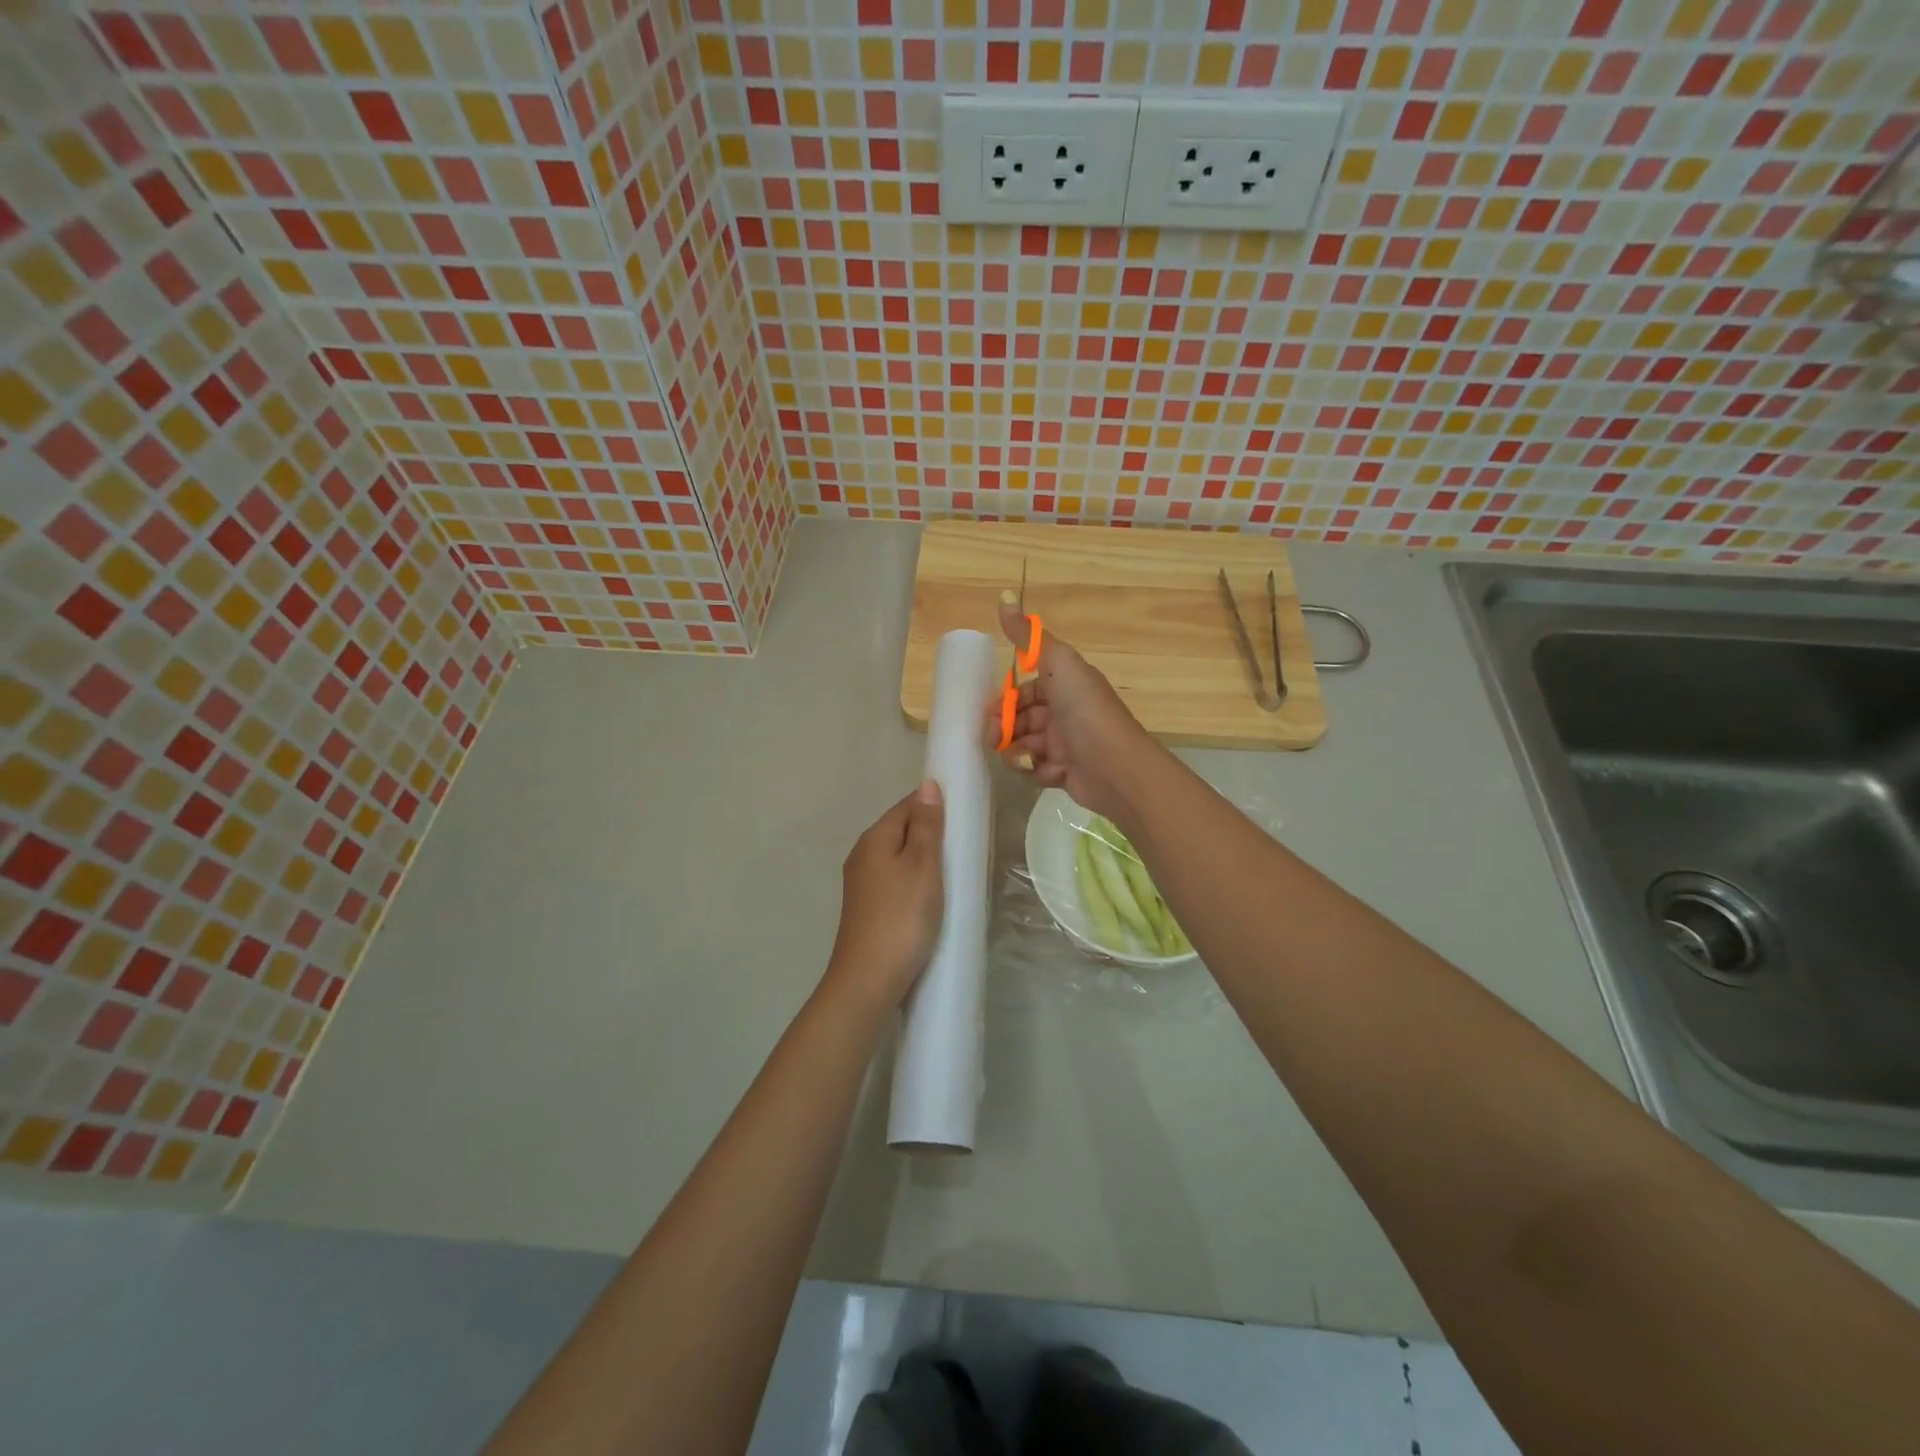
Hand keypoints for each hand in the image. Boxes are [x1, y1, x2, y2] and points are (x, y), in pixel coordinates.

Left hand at [820, 781, 945, 1013]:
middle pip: (901, 830)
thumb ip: (926, 825)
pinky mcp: (868, 909)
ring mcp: (862, 884)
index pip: (907, 805)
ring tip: (954, 872)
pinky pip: (896, 881)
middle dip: (930, 833)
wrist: (869, 980)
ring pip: (898, 857)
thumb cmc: (902, 917)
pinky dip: (915, 882)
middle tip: (964, 847)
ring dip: (924, 860)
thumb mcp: (922, 865)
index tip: (964, 817)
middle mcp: (862, 855)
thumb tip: (928, 785)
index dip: (935, 806)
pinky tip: (932, 897)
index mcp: (874, 838)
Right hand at [996, 600, 1151, 820]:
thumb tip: (1005, 596)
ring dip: (1017, 752)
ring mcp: (1066, 743)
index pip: (1026, 690)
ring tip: (1025, 758)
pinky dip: (1035, 770)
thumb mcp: (1058, 663)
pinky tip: (1046, 771)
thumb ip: (1028, 636)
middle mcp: (1066, 711)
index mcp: (1066, 685)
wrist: (1116, 767)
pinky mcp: (1065, 772)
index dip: (1006, 700)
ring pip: (1024, 745)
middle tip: (994, 739)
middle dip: (1003, 729)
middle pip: (1020, 719)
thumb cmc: (1086, 711)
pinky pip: (1036, 769)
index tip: (991, 711)